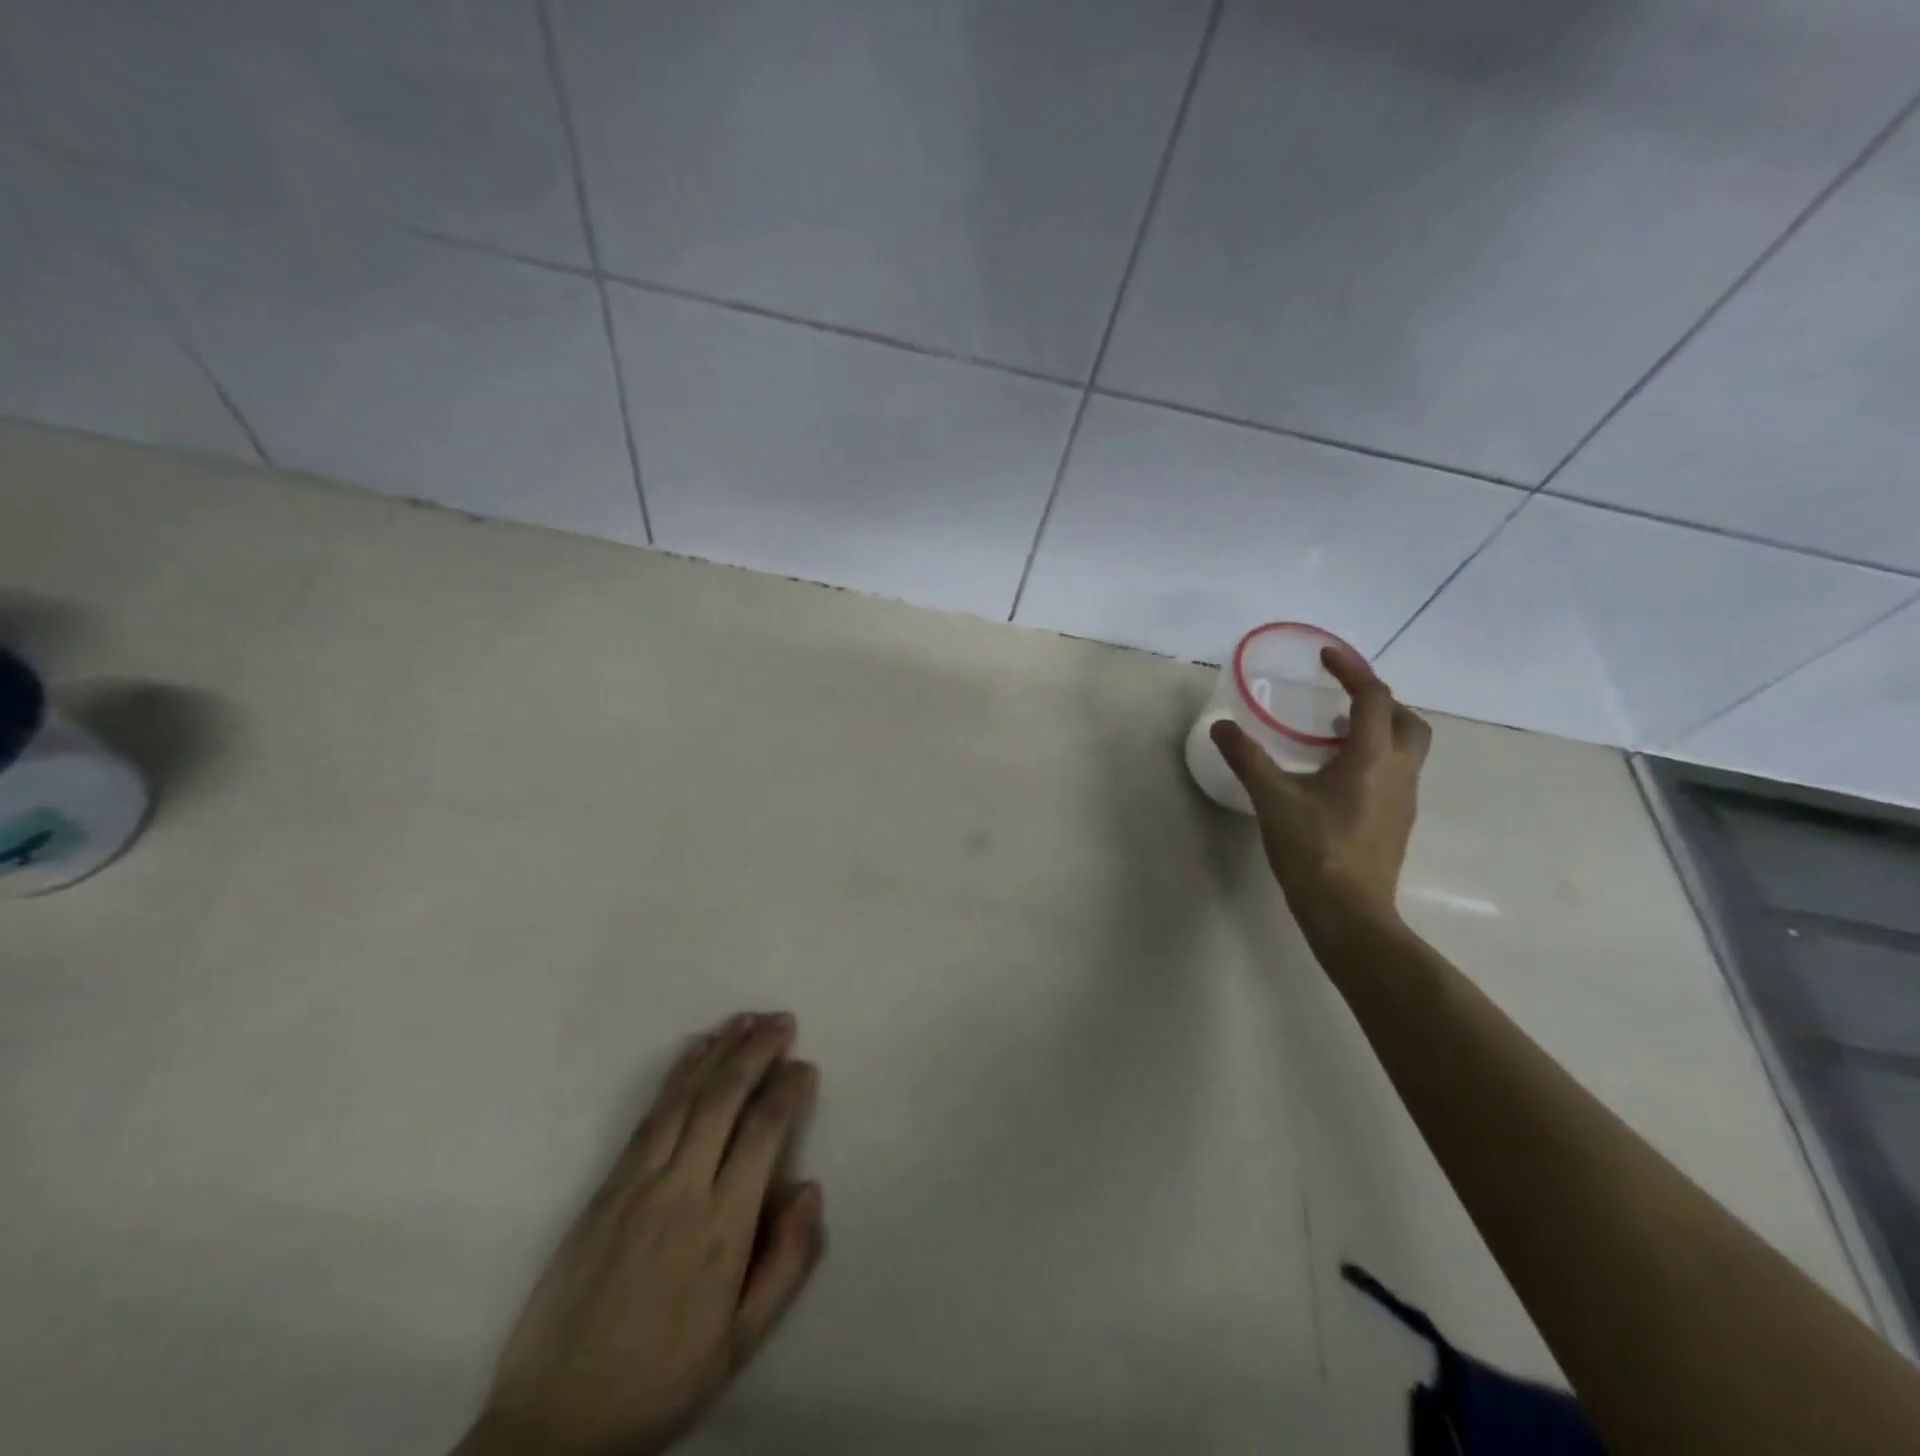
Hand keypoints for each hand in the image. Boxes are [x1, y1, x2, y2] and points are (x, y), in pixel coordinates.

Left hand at [458, 1013, 824, 1455]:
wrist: (555, 1421)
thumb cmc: (662, 1379)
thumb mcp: (741, 1343)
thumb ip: (786, 1263)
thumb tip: (810, 1187)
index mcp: (722, 1228)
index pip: (763, 1132)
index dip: (788, 1090)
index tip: (805, 1067)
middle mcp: (681, 1190)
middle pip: (724, 1098)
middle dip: (757, 1051)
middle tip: (783, 1020)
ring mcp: (637, 1182)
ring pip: (685, 1096)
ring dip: (719, 1051)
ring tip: (747, 1019)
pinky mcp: (606, 1186)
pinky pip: (649, 1115)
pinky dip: (676, 1074)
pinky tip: (694, 1051)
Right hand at [1211, 645, 1430, 935]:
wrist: (1349, 913)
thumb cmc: (1314, 849)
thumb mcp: (1272, 799)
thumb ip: (1247, 758)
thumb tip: (1221, 727)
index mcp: (1373, 757)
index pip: (1373, 697)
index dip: (1352, 670)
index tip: (1326, 656)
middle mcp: (1399, 772)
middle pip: (1406, 720)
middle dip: (1378, 700)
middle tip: (1341, 697)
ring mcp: (1403, 800)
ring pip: (1405, 749)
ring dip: (1377, 730)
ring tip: (1334, 731)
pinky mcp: (1396, 823)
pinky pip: (1394, 773)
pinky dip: (1373, 758)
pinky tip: (1336, 776)